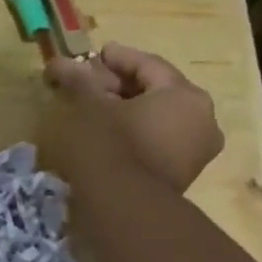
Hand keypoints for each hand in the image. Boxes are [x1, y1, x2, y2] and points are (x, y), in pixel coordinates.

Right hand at [43, 43, 224, 192]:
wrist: (123, 208)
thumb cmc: (109, 145)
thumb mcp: (88, 106)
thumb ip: (78, 81)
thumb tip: (59, 63)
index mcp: (185, 96)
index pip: (148, 65)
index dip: (117, 58)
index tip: (94, 54)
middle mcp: (202, 120)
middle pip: (156, 91)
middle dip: (120, 85)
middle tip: (88, 82)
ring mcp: (195, 151)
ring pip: (157, 118)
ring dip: (126, 109)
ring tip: (93, 108)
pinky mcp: (181, 175)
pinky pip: (157, 140)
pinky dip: (134, 131)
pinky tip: (106, 132)